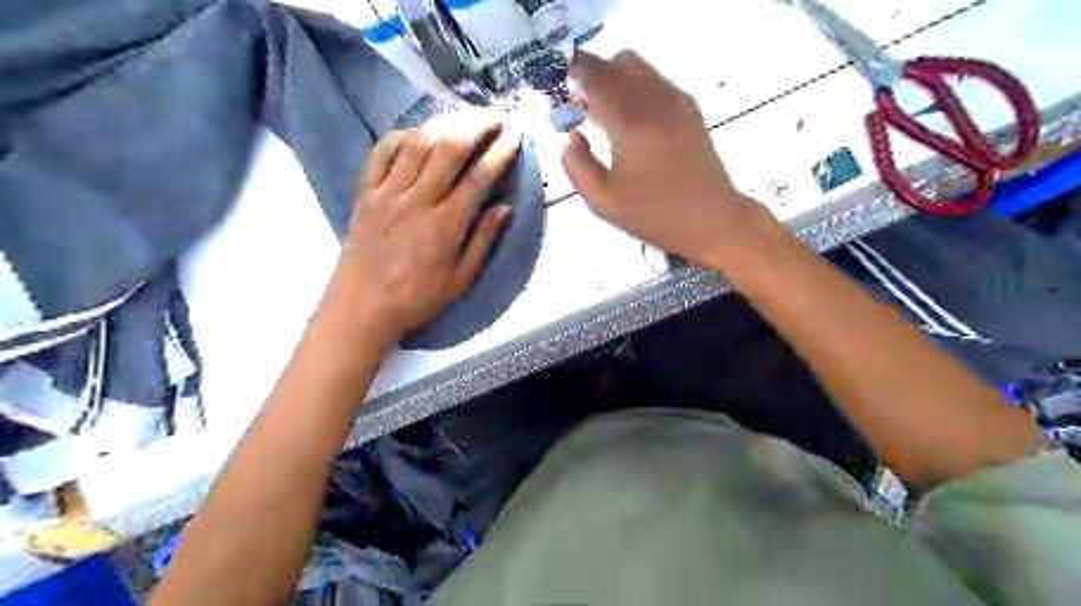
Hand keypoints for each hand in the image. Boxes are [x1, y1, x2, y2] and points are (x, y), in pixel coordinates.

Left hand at [319, 108, 518, 346]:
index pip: (478, 178)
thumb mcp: (459, 280)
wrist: (360, 308)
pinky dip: (400, 135)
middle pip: (449, 148)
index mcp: (445, 225)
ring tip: (462, 116)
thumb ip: (482, 241)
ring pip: (417, 143)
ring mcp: (387, 193)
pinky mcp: (365, 192)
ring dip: (444, 123)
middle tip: (494, 116)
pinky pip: (381, 152)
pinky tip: (417, 133)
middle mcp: (417, 200)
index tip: (514, 138)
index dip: (499, 154)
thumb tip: (505, 207)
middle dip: (476, 125)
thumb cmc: (415, 299)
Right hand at [562, 53, 782, 269]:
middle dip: (594, 76)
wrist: (712, 219)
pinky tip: (631, 124)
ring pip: (639, 68)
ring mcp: (677, 101)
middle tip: (581, 108)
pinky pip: (655, 82)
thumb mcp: (603, 200)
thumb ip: (576, 165)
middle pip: (618, 62)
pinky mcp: (689, 109)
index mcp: (632, 120)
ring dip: (615, 81)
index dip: (573, 74)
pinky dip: (635, 89)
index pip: (595, 76)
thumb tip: (573, 136)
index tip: (560, 89)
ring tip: (605, 117)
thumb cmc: (655, 215)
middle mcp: (655, 99)